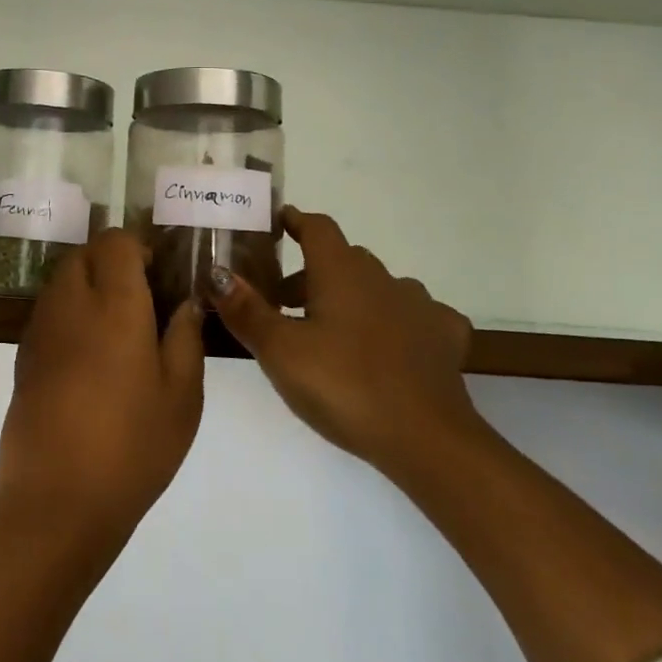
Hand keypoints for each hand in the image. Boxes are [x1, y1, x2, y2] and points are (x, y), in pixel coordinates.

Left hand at [0, 229, 205, 552]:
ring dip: (87, 284)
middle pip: (84, 254)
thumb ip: (186, 338)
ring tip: (116, 327)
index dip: (137, 247)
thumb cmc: (132, 446)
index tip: (157, 274)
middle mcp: (71, 303)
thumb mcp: (181, 396)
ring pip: (62, 280)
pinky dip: (69, 312)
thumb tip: (186, 303)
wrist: (57, 499)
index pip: (115, 242)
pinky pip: (48, 311)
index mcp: (114, 304)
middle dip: (110, 261)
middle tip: (140, 297)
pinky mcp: (23, 356)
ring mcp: (41, 328)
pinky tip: (89, 356)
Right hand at [209, 208, 480, 476]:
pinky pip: (417, 318)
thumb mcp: (280, 352)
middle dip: (312, 272)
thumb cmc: (344, 385)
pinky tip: (391, 346)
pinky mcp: (444, 339)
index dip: (295, 221)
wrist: (427, 439)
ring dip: (353, 298)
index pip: (317, 227)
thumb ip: (246, 310)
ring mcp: (419, 306)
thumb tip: (217, 271)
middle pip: (342, 259)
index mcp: (341, 271)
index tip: (278, 223)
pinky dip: (398, 323)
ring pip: (378, 287)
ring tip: (332, 331)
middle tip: (284, 303)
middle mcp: (382, 277)